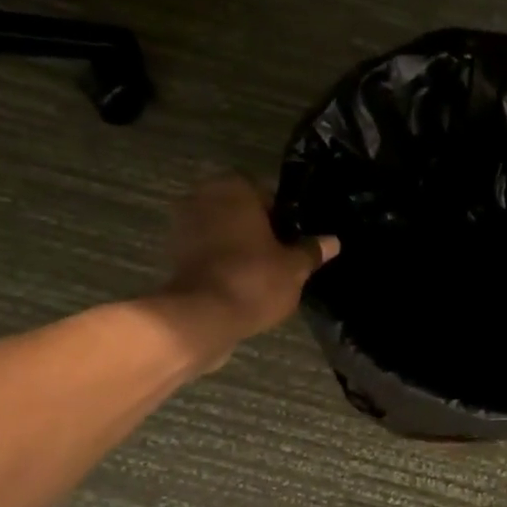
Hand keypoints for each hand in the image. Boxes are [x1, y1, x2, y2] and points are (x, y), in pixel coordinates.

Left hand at [159, 175, 337, 369]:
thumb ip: (311, 251)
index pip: (266, 193)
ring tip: (263, 274)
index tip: (293, 240)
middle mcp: (203, 198)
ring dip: (238, 247)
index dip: (283, 217)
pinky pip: (207, 253)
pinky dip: (222, 264)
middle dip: (258, 231)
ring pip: (222, 232)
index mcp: (234, 188)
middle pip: (241, 212)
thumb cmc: (254, 280)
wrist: (202, 318)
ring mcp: (183, 226)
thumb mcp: (294, 267)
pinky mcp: (173, 256)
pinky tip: (241, 285)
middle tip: (281, 257)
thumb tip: (332, 241)